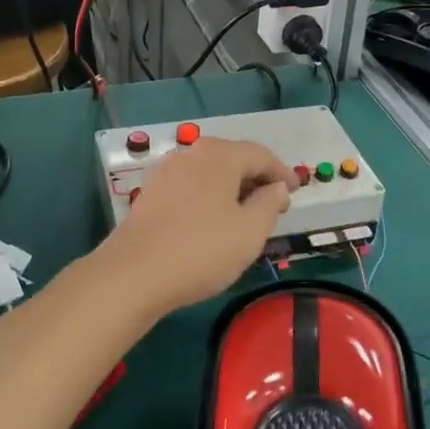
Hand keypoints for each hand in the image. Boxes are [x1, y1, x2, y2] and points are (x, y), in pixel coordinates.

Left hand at [97, 138, 293, 317]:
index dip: (282, 172)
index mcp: (219, 155)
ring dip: (233, 189)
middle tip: (274, 205)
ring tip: (246, 216)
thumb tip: (276, 187)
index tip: (295, 192)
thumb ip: (269, 203)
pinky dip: (210, 197)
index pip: (261, 154)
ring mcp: (167, 172)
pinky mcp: (151, 194)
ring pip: (211, 174)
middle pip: (233, 159)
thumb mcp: (250, 231)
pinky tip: (213, 222)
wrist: (134, 274)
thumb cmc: (202, 250)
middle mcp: (191, 154)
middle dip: (257, 179)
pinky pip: (192, 187)